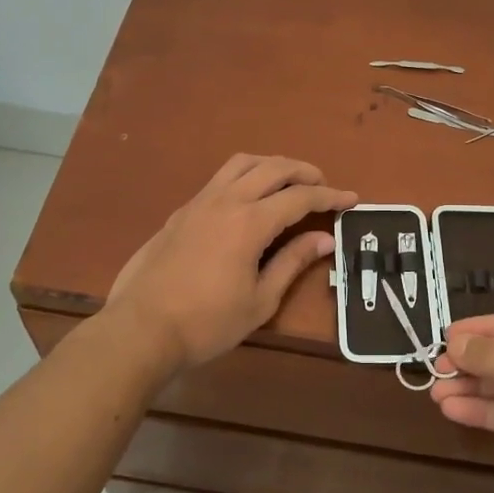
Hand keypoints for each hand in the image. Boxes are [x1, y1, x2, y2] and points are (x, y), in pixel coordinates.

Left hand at [106, 155, 356, 371]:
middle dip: (304, 171)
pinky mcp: (181, 212)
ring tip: (288, 181)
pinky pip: (220, 178)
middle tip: (323, 185)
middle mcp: (225, 200)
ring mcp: (199, 202)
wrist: (141, 328)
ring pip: (241, 164)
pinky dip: (245, 176)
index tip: (352, 199)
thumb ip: (292, 262)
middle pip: (272, 168)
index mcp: (249, 222)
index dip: (330, 196)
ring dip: (271, 165)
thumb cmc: (207, 323)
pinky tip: (249, 198)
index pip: (299, 197)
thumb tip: (324, 239)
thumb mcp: (260, 300)